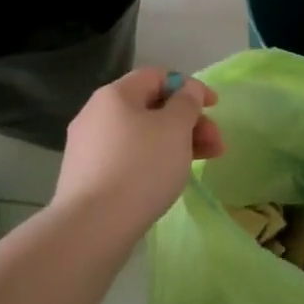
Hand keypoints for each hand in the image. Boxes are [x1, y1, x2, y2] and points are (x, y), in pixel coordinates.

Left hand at [53, 68, 223, 240]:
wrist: (92, 227)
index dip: (189, 86)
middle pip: (150, 108)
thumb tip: (188, 90)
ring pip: (141, 136)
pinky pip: (128, 159)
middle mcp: (96, 114)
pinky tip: (169, 180)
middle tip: (216, 144)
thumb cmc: (140, 168)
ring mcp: (88, 148)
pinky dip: (153, 161)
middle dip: (188, 122)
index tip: (214, 107)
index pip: (156, 76)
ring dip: (176, 143)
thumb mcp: (175, 128)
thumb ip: (187, 102)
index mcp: (114, 95)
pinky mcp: (87, 177)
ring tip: (203, 163)